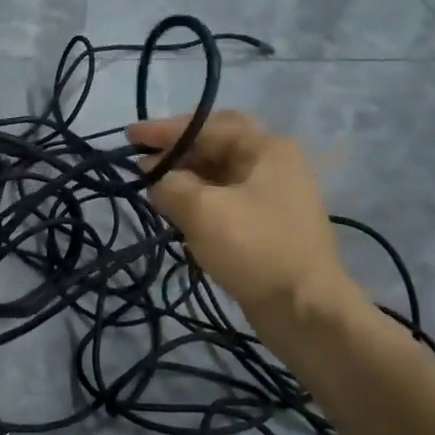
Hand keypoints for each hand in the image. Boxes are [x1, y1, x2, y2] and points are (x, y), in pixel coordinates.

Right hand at [128, 112, 360, 325]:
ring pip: (219, 176)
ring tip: (151, 188)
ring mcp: (273, 197)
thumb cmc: (254, 248)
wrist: (304, 309)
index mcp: (267, 149)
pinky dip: (198, 201)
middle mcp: (274, 165)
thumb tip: (158, 182)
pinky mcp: (267, 227)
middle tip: (140, 160)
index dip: (165, 130)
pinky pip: (225, 202)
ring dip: (184, 178)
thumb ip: (170, 185)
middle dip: (176, 152)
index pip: (208, 126)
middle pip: (216, 147)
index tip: (130, 136)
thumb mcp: (202, 210)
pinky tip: (175, 213)